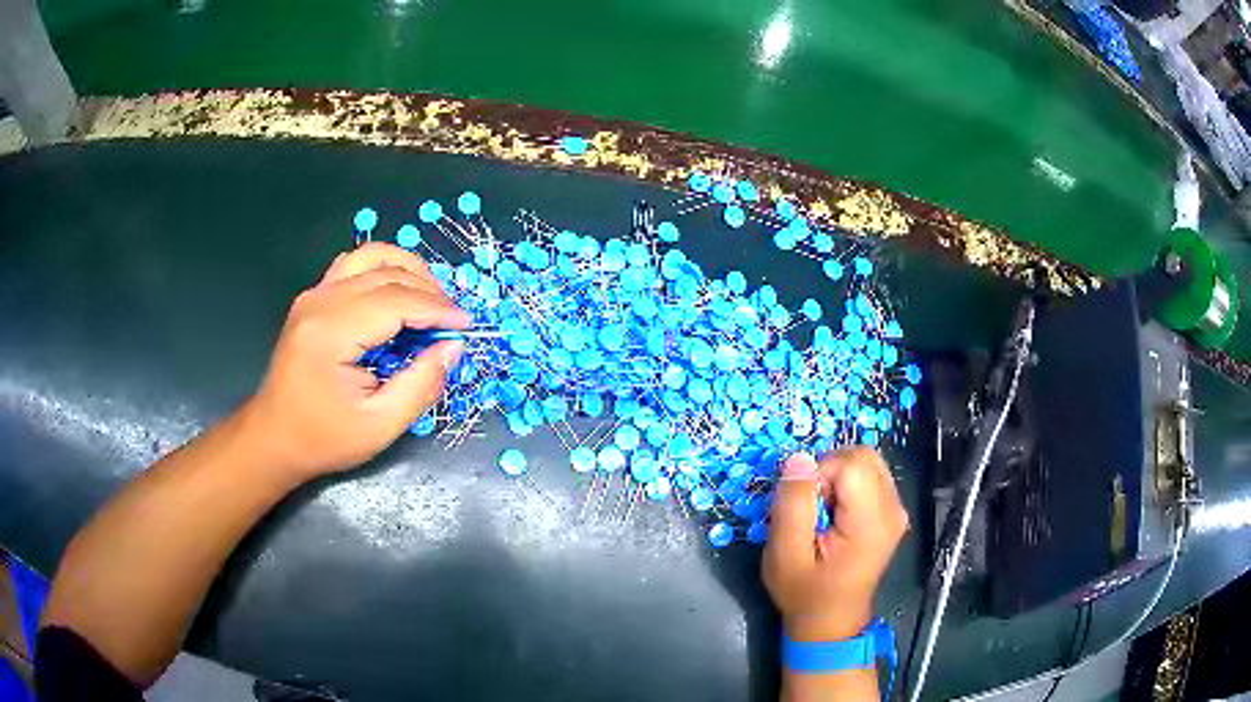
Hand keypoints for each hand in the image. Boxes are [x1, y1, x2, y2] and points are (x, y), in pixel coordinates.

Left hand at [240, 243, 468, 481]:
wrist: (273, 437)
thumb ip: (420, 385)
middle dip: (429, 291)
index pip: (396, 300)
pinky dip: (384, 270)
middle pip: (386, 273)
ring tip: (431, 300)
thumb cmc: (323, 438)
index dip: (436, 309)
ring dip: (407, 270)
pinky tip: (398, 294)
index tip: (465, 326)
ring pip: (371, 257)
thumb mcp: (378, 426)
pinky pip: (354, 266)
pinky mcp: (313, 298)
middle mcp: (321, 301)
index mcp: (332, 331)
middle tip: (452, 321)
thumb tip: (452, 348)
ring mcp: (314, 295)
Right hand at [764, 448, 908, 641]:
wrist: (830, 621)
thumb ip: (792, 505)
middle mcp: (893, 509)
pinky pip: (869, 475)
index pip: (851, 463)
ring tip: (822, 511)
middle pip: (863, 456)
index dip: (820, 474)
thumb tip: (799, 458)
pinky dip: (846, 484)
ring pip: (866, 461)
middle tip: (812, 507)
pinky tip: (835, 514)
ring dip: (836, 476)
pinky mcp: (892, 510)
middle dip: (829, 470)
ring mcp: (897, 509)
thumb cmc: (804, 593)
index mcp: (872, 522)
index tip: (805, 507)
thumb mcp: (784, 555)